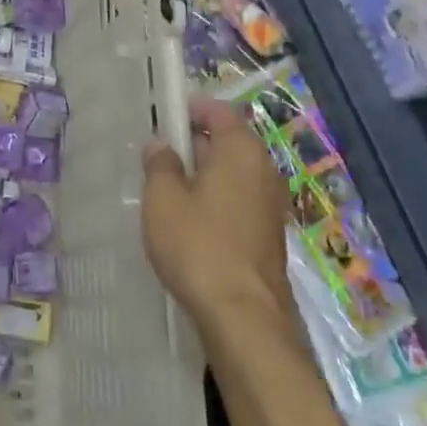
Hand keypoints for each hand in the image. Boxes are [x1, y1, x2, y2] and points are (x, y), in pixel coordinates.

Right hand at [142, 96, 292, 329]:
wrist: (243, 317)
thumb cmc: (198, 245)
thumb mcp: (163, 199)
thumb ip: (160, 164)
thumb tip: (162, 144)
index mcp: (241, 150)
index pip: (217, 111)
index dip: (189, 109)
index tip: (162, 117)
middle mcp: (263, 170)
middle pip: (226, 141)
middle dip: (192, 144)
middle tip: (156, 158)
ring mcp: (270, 204)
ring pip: (231, 174)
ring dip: (202, 176)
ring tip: (166, 192)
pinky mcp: (268, 235)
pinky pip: (237, 201)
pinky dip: (215, 201)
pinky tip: (189, 222)